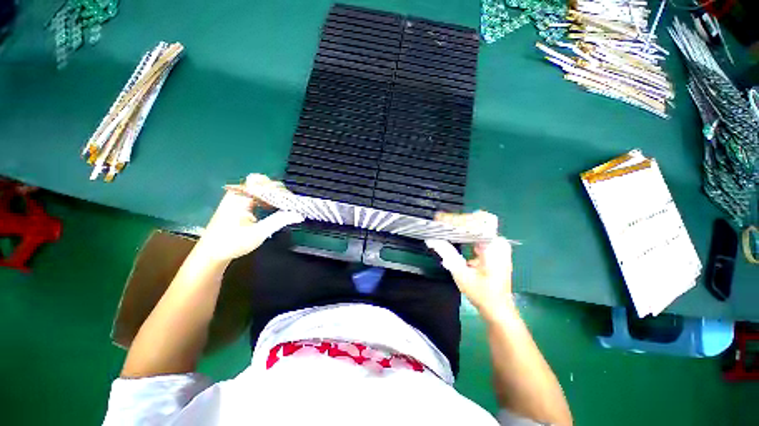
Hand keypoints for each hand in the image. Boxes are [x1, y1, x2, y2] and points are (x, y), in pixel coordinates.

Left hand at [195, 177, 303, 261]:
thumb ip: (279, 221)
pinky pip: (256, 193)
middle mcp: (239, 193)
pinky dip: (268, 198)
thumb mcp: (258, 233)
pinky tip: (273, 207)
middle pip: (263, 181)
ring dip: (274, 194)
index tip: (291, 202)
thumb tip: (299, 214)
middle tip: (289, 204)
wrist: (210, 253)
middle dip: (278, 191)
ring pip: (260, 186)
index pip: (264, 183)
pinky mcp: (239, 203)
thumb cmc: (232, 243)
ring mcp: (238, 197)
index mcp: (241, 197)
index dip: (280, 191)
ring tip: (284, 205)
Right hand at [426, 214, 512, 318]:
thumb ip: (447, 254)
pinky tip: (452, 233)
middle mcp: (498, 241)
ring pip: (477, 225)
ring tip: (443, 225)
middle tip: (439, 221)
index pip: (474, 224)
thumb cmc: (481, 294)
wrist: (497, 308)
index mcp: (494, 246)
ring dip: (460, 225)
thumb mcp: (461, 274)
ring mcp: (497, 244)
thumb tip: (432, 240)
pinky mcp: (493, 248)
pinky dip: (464, 232)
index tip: (439, 218)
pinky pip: (478, 233)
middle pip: (477, 221)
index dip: (455, 220)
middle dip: (457, 220)